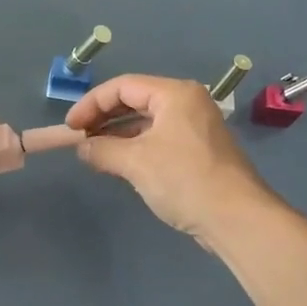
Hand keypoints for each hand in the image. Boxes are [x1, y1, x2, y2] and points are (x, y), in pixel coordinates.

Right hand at [66, 74, 275, 241]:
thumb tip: (82, 148)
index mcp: (175, 94)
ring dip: (118, 135)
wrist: (237, 218)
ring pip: (146, 122)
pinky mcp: (198, 151)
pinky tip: (118, 164)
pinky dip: (135, 147)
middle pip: (135, 100)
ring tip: (93, 153)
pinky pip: (158, 139)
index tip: (70, 127)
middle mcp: (187, 103)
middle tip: (79, 138)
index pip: (122, 86)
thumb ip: (102, 150)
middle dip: (103, 118)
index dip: (91, 104)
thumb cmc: (184, 180)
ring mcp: (195, 127)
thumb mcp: (135, 162)